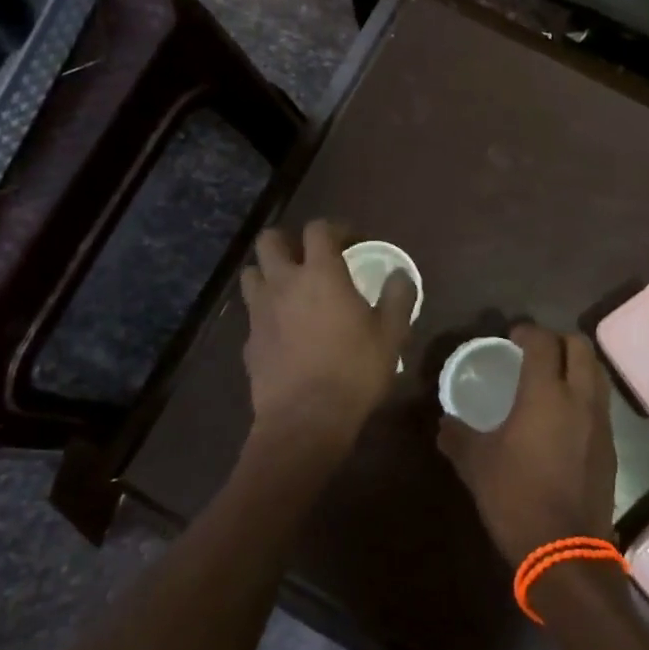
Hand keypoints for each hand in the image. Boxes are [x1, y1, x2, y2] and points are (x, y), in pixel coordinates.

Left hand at [239, 221, 416, 457]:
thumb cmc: (354, 371)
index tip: (351, 242)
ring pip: (251, 273)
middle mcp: (284, 282)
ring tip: (289, 289)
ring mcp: (260, 311)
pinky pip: (252, 313)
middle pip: (270, 240)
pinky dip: (265, 312)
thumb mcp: (391, 334)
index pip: (318, 229)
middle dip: (288, 241)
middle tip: (310, 258)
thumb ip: (398, 298)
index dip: (335, 228)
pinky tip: (282, 331)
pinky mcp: (248, 340)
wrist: (305, 421)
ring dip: (268, 273)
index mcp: (320, 273)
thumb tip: (400, 275)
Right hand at [437, 324, 617, 565]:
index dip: (528, 331)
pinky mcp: (610, 445)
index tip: (513, 335)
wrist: (565, 551)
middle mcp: (579, 398)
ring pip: (596, 372)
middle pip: (580, 347)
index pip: (543, 342)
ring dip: (576, 363)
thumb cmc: (516, 498)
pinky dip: (584, 392)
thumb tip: (444, 423)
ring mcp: (600, 422)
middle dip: (558, 339)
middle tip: (535, 350)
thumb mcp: (476, 465)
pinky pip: (600, 402)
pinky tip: (564, 414)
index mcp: (545, 394)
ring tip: (552, 376)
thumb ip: (457, 436)